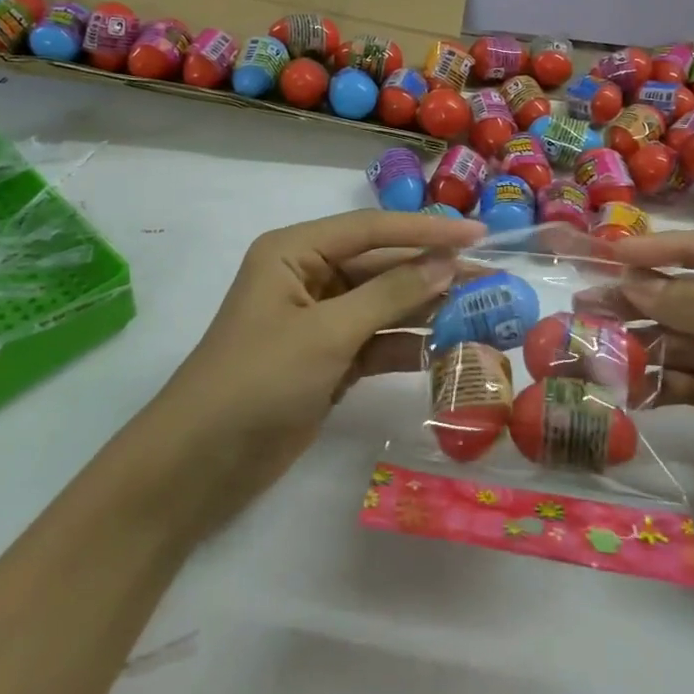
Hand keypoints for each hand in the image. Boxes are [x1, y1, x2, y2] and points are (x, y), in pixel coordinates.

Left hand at [149, 210, 484, 527]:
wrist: (201, 464)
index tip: (479, 235)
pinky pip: (377, 341)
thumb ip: (390, 295)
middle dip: (433, 273)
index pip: (372, 229)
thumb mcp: (327, 332)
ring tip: (483, 313)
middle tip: (492, 278)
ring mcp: (319, 320)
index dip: (427, 231)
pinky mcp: (328, 359)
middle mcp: (308, 277)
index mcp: (295, 252)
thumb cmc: (258, 381)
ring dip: (428, 310)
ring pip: (384, 304)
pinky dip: (408, 344)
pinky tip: (448, 350)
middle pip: (382, 266)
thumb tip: (447, 264)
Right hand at [601, 230, 693, 567]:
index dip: (668, 248)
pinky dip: (655, 380)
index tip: (615, 253)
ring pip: (682, 338)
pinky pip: (683, 377)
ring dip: (640, 342)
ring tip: (592, 344)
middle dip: (643, 299)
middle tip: (587, 300)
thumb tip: (634, 281)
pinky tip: (622, 386)